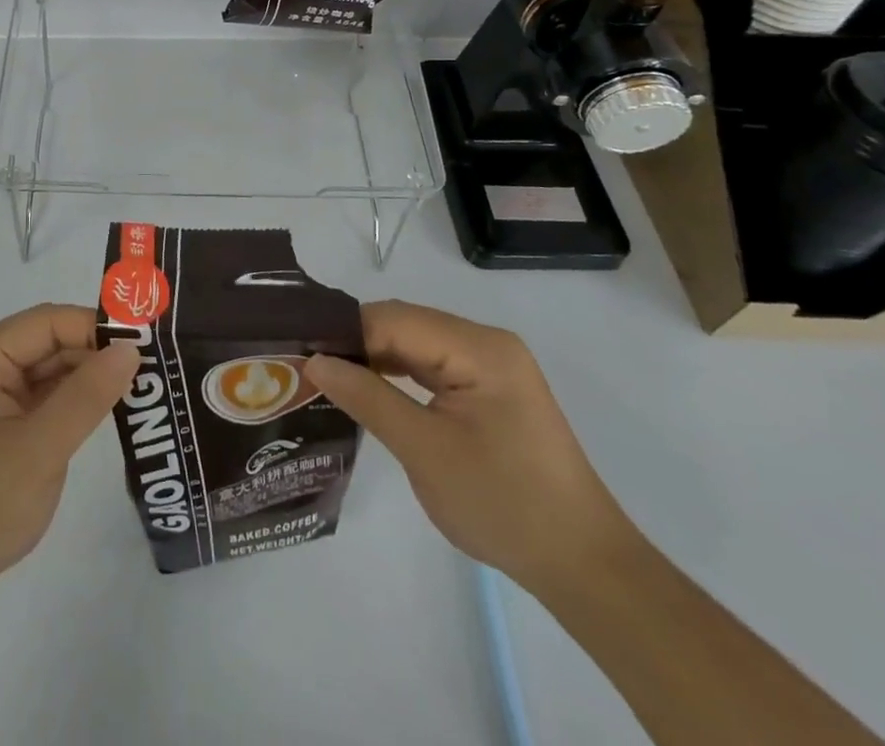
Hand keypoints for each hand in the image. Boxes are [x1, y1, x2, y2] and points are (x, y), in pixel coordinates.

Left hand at [0, 304, 139, 605]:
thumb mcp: (39, 449)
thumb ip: (87, 396)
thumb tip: (131, 349)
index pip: (47, 322)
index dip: (95, 327)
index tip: (145, 344)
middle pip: (48, 342)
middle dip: (96, 353)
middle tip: (152, 368)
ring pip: (48, 371)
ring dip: (88, 378)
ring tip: (142, 386)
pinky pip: (41, 400)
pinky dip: (73, 403)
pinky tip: (108, 410)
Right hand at [305, 300, 633, 593]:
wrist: (582, 564)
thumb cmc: (503, 504)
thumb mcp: (424, 451)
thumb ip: (367, 398)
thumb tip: (313, 362)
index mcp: (478, 347)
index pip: (394, 319)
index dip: (345, 333)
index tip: (301, 354)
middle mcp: (486, 342)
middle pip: (405, 325)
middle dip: (356, 344)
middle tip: (308, 368)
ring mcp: (491, 364)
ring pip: (415, 344)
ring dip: (375, 359)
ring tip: (329, 378)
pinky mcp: (490, 388)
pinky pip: (433, 365)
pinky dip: (399, 375)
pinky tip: (371, 390)